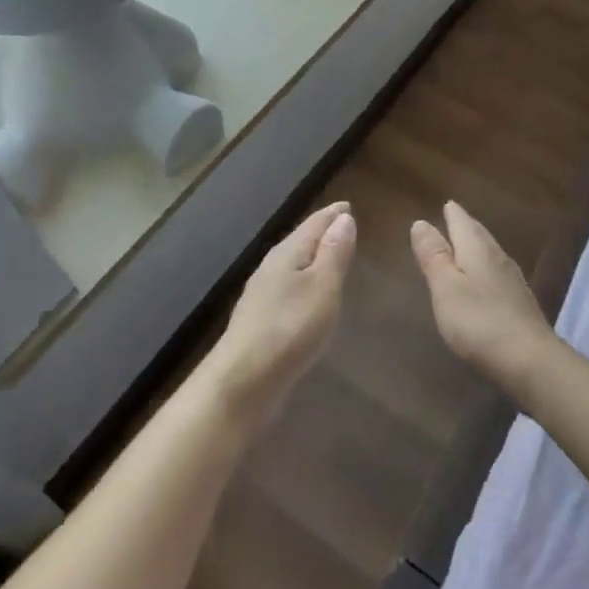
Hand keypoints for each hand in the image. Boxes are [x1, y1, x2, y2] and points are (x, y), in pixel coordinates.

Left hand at [204, 202, 355, 437]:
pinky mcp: (260, 320)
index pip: (314, 223)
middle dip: (321, 231)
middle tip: (341, 225)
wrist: (241, 383)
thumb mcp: (322, 287)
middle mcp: (272, 267)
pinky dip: (303, 280)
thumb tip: (344, 218)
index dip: (332, 215)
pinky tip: (307, 295)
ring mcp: (262, 294)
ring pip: (292, 264)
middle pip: (300, 240)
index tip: (347, 206)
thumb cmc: (290, 329)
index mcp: (288, 253)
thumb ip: (334, 253)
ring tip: (329, 256)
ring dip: (311, 256)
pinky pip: (288, 286)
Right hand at [411, 201, 558, 396]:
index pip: (461, 221)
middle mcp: (497, 256)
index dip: (452, 213)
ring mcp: (512, 279)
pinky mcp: (520, 302)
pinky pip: (497, 272)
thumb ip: (433, 256)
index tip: (446, 204)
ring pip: (490, 252)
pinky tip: (484, 278)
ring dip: (476, 245)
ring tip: (465, 244)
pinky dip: (485, 267)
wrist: (530, 360)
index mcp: (476, 248)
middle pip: (478, 233)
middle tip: (454, 218)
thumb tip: (421, 222)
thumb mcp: (446, 289)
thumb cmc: (479, 322)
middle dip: (465, 225)